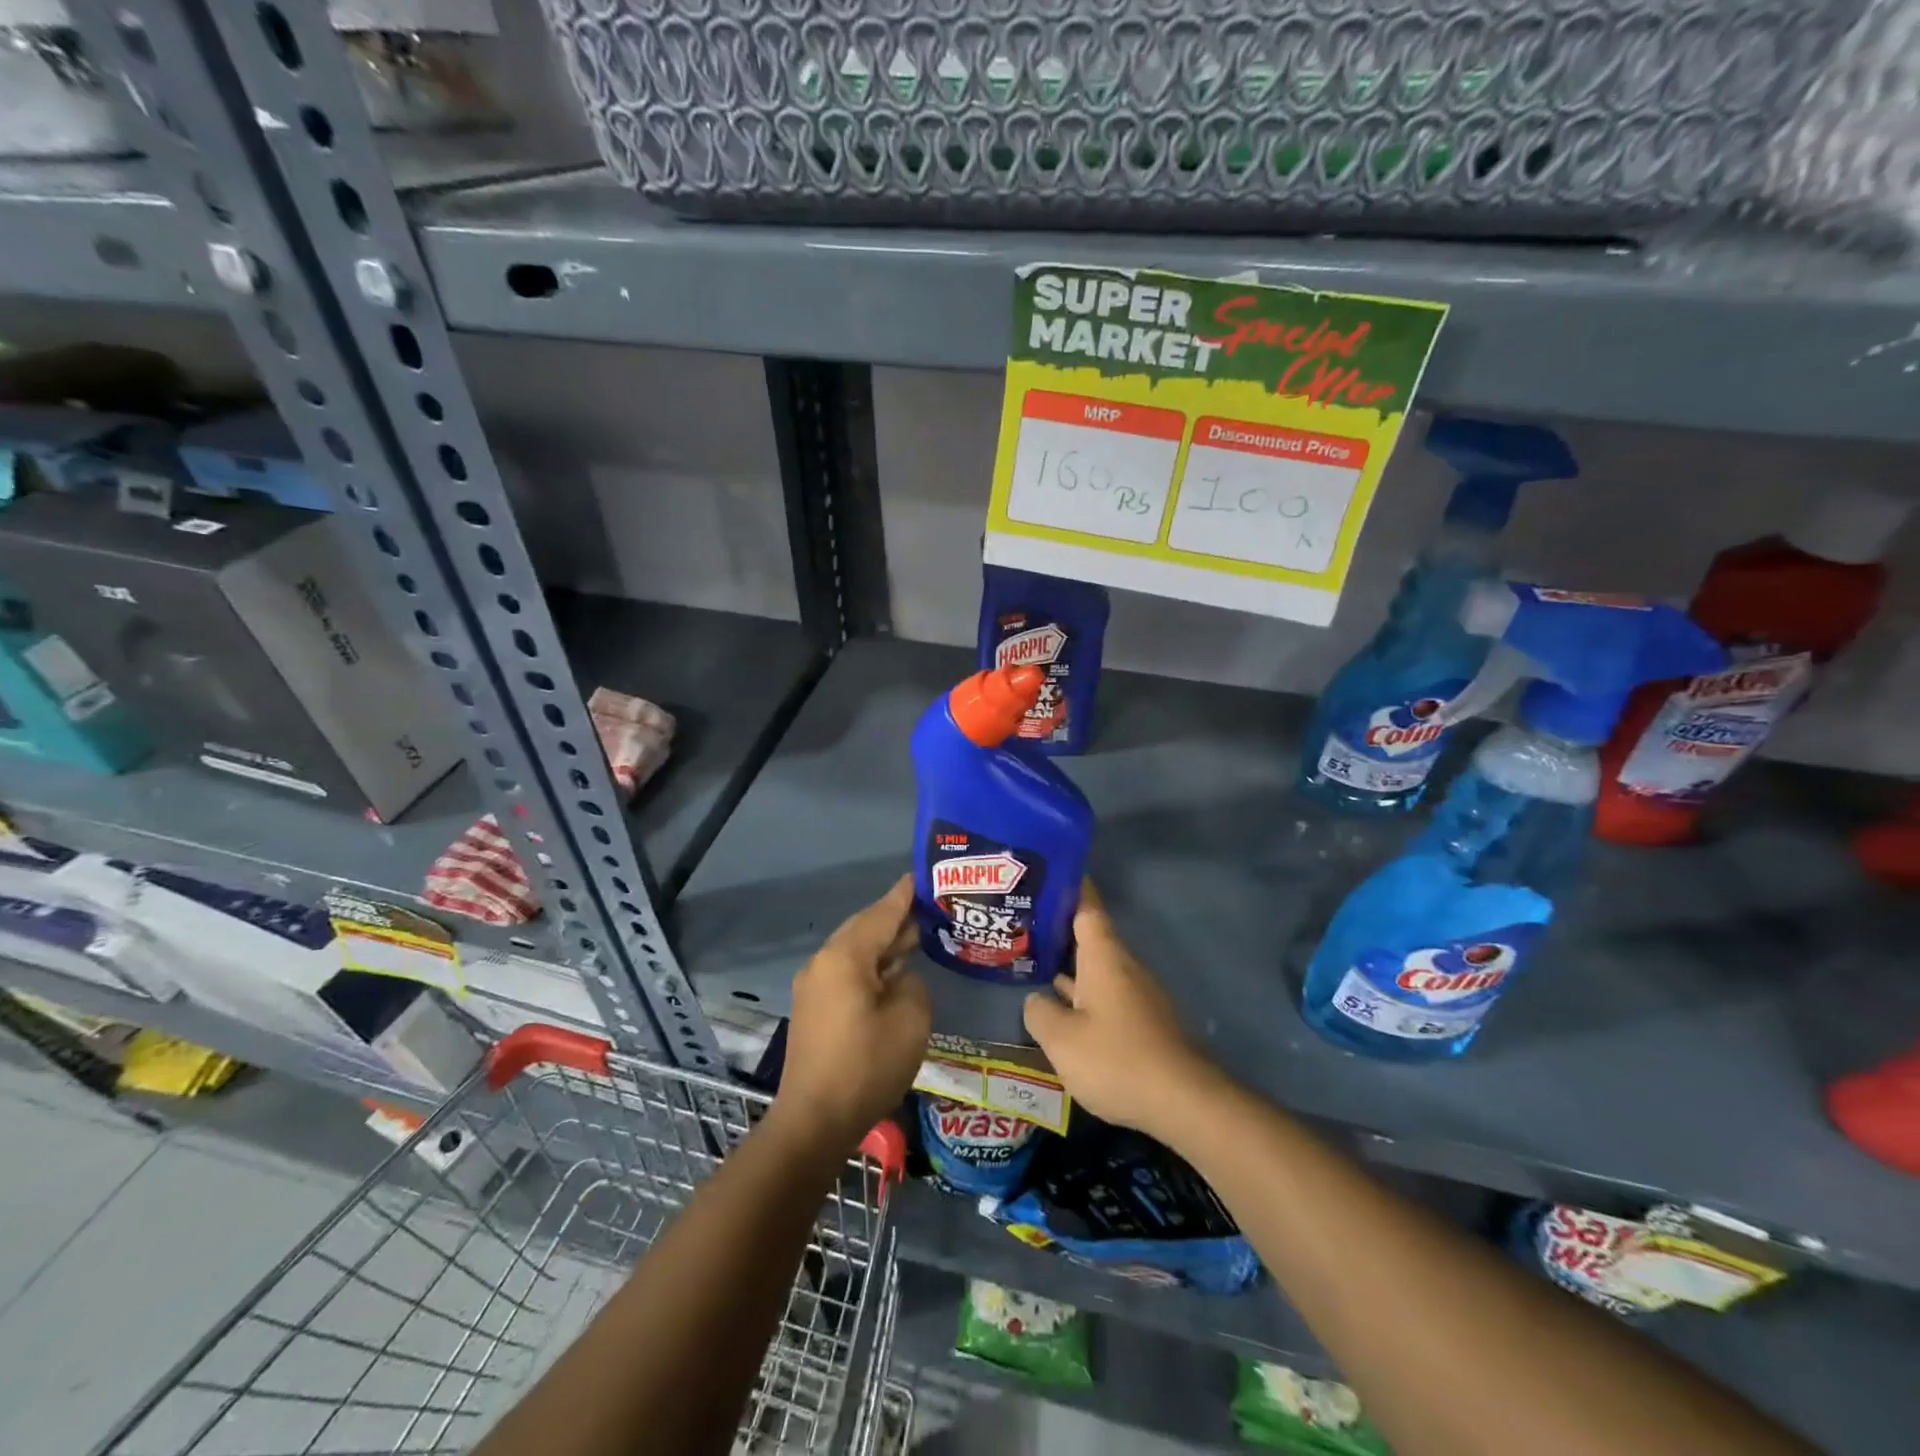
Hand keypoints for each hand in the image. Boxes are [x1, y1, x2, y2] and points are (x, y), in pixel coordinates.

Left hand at [775, 876, 930, 1150]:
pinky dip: (871, 966)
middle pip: (864, 928)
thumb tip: (900, 979)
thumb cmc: (866, 1066)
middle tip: (930, 908)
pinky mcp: (813, 1009)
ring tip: (918, 936)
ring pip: (855, 951)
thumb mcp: (910, 1019)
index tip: (922, 875)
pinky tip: (894, 974)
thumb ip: (913, 984)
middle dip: (896, 918)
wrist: (814, 1121)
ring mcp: (814, 986)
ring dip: (884, 945)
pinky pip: (847, 972)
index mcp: (845, 957)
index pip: (882, 913)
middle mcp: (823, 962)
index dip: (905, 895)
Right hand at [1022, 881, 1218, 1140]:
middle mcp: (1122, 967)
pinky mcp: (1142, 1022)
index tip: (1049, 872)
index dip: (1070, 887)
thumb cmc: (1117, 1059)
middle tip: (1021, 922)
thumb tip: (1037, 1001)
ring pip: (1096, 968)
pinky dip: (1081, 993)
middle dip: (1058, 928)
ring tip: (1032, 962)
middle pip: (1089, 937)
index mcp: (1104, 957)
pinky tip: (1060, 1009)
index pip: (1087, 907)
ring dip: (1068, 964)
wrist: (1183, 1101)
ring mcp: (1135, 995)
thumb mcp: (1062, 1039)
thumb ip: (1040, 1013)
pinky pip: (1105, 994)